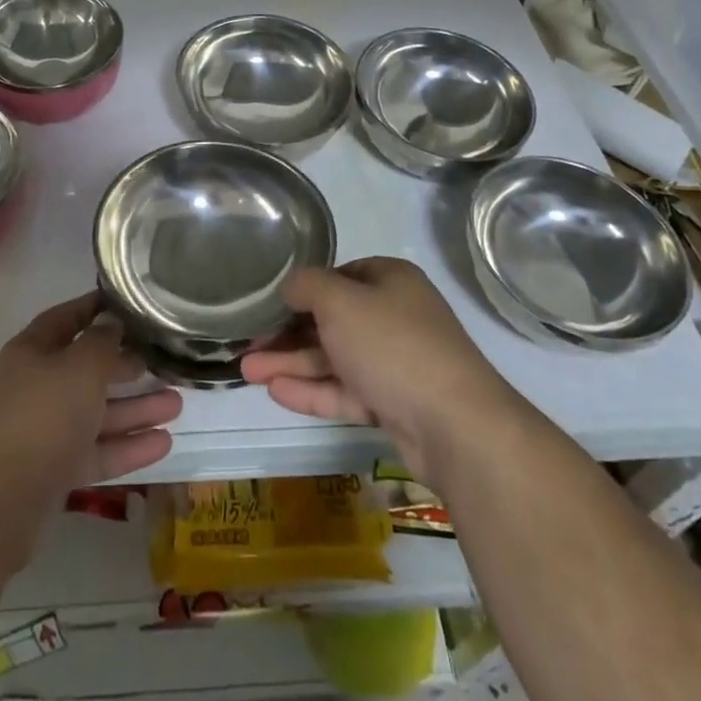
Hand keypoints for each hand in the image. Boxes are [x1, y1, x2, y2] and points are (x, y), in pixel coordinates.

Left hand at [0, 292, 181, 557]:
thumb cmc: (41, 417)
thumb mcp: (80, 367)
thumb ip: (102, 342)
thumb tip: (112, 322)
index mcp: (33, 351)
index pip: (68, 318)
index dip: (97, 308)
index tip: (132, 304)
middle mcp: (36, 386)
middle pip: (86, 368)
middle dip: (126, 365)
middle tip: (162, 360)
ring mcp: (43, 431)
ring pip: (96, 412)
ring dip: (135, 408)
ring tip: (177, 404)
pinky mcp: (52, 472)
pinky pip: (95, 451)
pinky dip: (126, 446)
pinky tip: (164, 444)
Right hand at [241, 257, 529, 486]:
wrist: (454, 424)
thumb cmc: (392, 344)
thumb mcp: (340, 301)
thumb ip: (308, 286)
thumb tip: (291, 286)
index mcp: (390, 280)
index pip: (339, 275)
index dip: (302, 290)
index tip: (269, 305)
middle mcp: (395, 315)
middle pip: (332, 320)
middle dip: (288, 333)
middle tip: (248, 346)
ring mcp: (397, 362)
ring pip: (336, 358)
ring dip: (292, 363)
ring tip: (246, 372)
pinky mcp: (395, 403)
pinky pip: (347, 390)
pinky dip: (313, 389)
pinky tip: (276, 391)